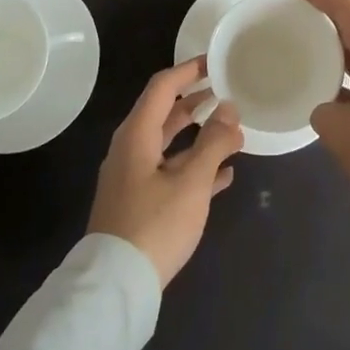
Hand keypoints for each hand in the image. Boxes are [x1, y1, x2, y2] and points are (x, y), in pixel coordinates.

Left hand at [88, 57, 243, 286]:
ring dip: (200, 136)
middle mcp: (131, 149)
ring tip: (233, 131)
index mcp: (137, 134)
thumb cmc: (155, 225)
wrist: (116, 286)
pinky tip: (224, 175)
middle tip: (227, 92)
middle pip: (165, 114)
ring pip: (170, 145)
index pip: (162, 87)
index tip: (214, 62)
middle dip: (196, 102)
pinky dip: (195, 167)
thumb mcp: (190, 183)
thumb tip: (230, 108)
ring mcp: (134, 177)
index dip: (188, 71)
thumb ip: (213, 143)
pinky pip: (171, 173)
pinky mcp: (140, 204)